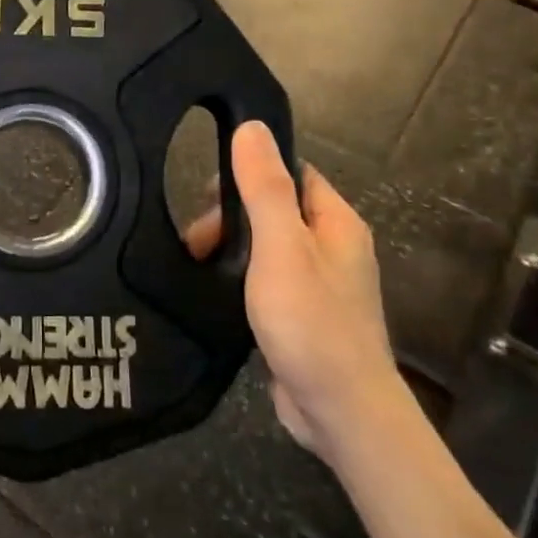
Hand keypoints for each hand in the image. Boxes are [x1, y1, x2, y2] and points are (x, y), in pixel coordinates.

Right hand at [184, 122, 402, 458]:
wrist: (340, 410)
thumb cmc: (312, 320)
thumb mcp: (281, 246)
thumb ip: (264, 187)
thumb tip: (252, 127)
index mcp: (336, 222)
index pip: (292, 173)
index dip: (251, 172)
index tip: (208, 192)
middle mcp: (334, 248)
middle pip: (276, 210)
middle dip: (232, 217)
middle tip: (197, 239)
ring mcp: (321, 285)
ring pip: (269, 247)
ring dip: (233, 249)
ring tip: (197, 265)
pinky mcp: (305, 316)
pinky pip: (268, 280)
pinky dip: (241, 279)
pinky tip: (216, 292)